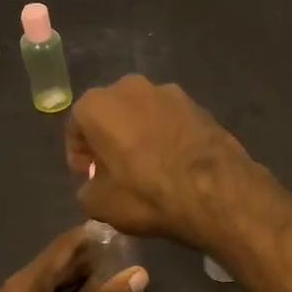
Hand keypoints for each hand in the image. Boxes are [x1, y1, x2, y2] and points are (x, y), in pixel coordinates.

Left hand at [0, 227, 147, 291]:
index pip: (62, 247)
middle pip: (51, 265)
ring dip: (71, 281)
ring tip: (104, 278)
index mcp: (25, 284)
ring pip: (43, 285)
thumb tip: (139, 272)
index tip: (114, 230)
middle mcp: (8, 290)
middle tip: (116, 256)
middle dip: (83, 261)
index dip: (89, 237)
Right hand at [66, 75, 258, 245]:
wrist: (214, 188)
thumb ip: (87, 188)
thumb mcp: (100, 203)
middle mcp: (132, 87)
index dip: (78, 154)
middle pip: (111, 113)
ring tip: (147, 165)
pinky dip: (167, 135)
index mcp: (98, 104)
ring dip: (139, 133)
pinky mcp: (199, 104)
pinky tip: (174, 161)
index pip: (76, 126)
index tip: (87, 175)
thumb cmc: (146, 193)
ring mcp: (170, 92)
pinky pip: (172, 120)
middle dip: (109, 138)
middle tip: (114, 168)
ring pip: (143, 113)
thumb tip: (96, 184)